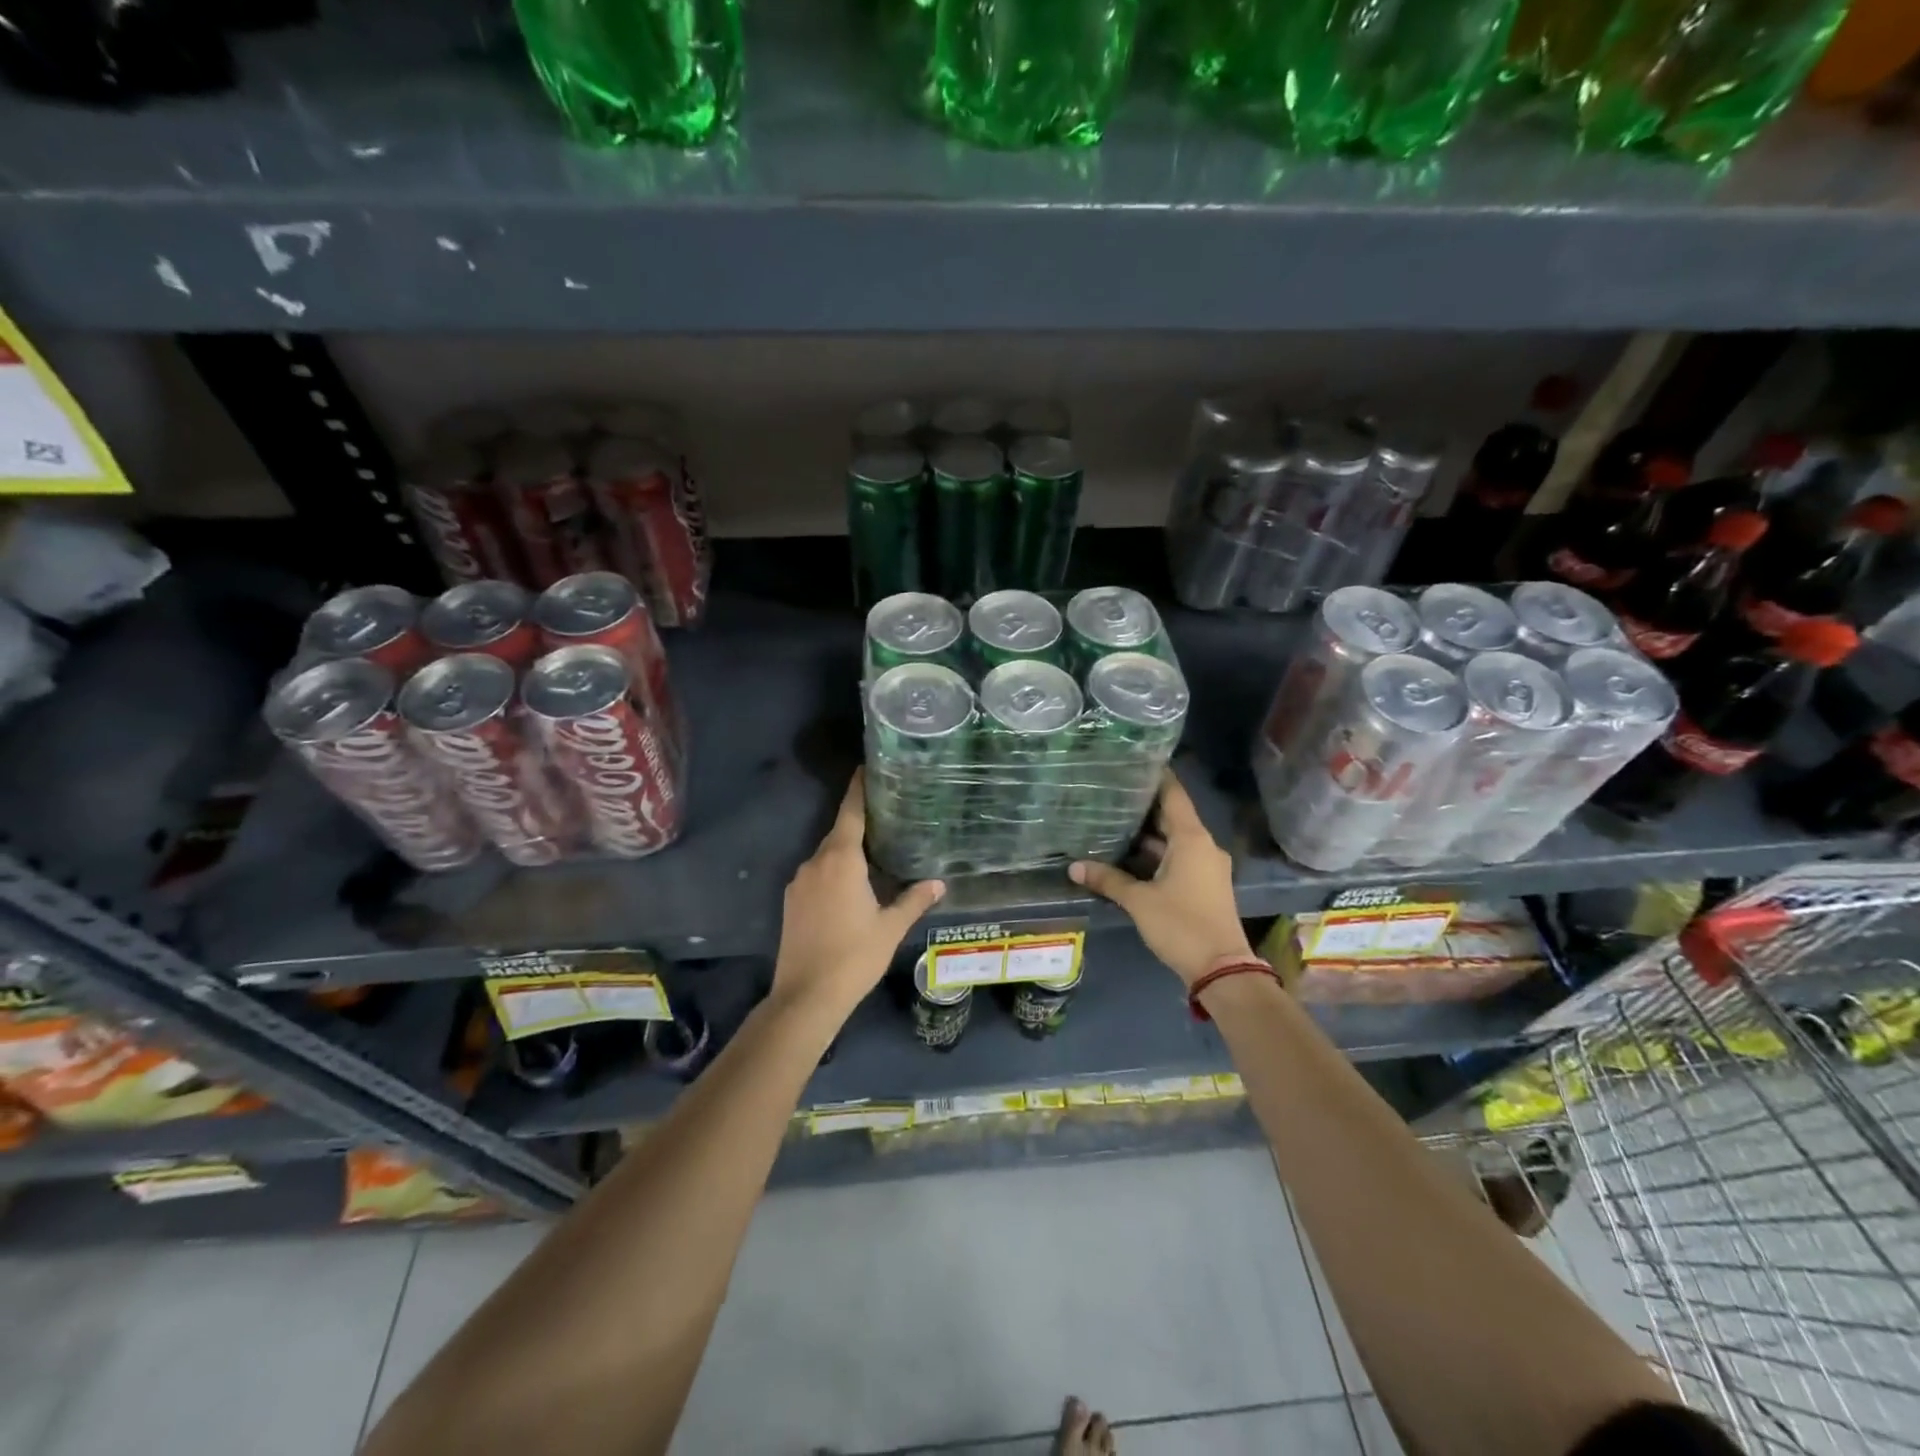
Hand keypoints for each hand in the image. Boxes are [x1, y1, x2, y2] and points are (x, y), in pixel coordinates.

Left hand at [773, 771, 944, 1017]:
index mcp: (841, 860)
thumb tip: (939, 883)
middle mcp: (816, 863)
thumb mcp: (890, 928)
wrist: (805, 996)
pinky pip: (816, 875)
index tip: (866, 768)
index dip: (859, 789)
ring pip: (827, 856)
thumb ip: (914, 900)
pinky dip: (833, 872)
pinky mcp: (791, 902)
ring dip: (847, 852)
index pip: (851, 813)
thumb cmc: (853, 957)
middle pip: (839, 833)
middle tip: (886, 816)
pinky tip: (851, 887)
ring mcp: (799, 882)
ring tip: (874, 853)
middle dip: (860, 823)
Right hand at [1070, 770, 1253, 987]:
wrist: (1222, 969)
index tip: (1132, 762)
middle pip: (1172, 816)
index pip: (1174, 794)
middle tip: (1111, 792)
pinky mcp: (1204, 884)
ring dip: (1148, 833)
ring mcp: (1206, 866)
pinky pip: (1178, 857)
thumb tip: (1074, 867)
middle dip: (1143, 806)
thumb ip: (1108, 880)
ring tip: (1113, 820)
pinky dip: (1156, 853)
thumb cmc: (1181, 925)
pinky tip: (1129, 854)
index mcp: (1192, 838)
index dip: (1155, 777)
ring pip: (1174, 839)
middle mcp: (1203, 845)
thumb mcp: (1139, 901)